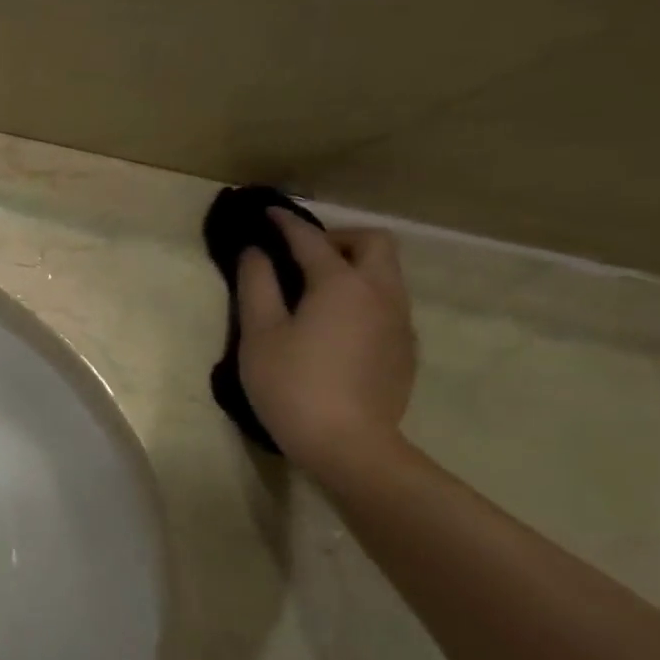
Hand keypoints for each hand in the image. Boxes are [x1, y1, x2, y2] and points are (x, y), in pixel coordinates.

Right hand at [237, 210, 416, 477]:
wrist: (348, 445)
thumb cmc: (292, 384)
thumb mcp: (259, 334)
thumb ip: (256, 285)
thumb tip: (255, 252)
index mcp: (340, 285)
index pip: (311, 240)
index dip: (287, 223)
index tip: (267, 214)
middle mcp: (380, 294)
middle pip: (373, 244)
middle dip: (338, 238)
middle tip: (301, 255)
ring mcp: (399, 323)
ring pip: (385, 274)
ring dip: (353, 267)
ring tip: (314, 289)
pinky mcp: (404, 350)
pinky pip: (387, 303)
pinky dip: (362, 296)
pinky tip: (333, 325)